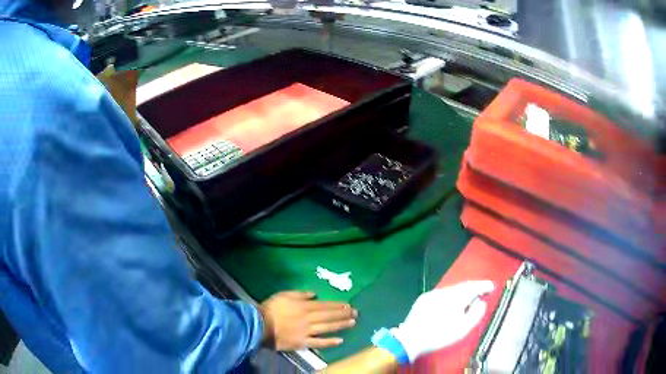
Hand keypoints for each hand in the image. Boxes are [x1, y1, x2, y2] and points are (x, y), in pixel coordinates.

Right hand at [260, 291, 357, 350]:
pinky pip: (318, 342)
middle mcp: (308, 318)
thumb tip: (314, 294)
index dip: (337, 305)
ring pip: (327, 328)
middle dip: (343, 314)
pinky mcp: (302, 342)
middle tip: (356, 313)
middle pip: (329, 316)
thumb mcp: (284, 295)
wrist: (260, 325)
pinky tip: (340, 341)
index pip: (324, 305)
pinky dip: (329, 342)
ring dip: (341, 325)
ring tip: (352, 323)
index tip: (348, 305)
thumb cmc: (271, 308)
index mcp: (304, 306)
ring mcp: (306, 331)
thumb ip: (300, 294)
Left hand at [391, 280, 494, 361]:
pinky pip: (442, 294)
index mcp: (456, 297)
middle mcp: (445, 291)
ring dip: (462, 291)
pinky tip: (452, 302)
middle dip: (474, 287)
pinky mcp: (424, 298)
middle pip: (463, 286)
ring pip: (452, 289)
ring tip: (469, 297)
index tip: (492, 287)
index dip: (484, 286)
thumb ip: (476, 314)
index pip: (474, 287)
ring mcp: (432, 294)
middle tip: (483, 290)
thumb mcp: (463, 329)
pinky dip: (450, 295)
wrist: (410, 339)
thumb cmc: (439, 336)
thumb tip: (482, 302)